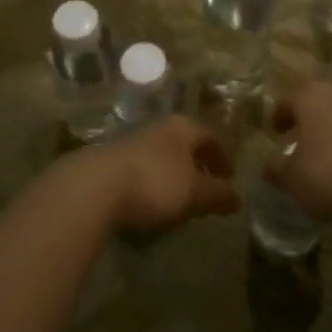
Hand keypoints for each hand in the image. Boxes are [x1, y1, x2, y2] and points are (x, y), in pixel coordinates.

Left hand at [61, 117, 238, 236]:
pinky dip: (151, 182)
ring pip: (161, 155)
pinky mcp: (109, 161)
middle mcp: (157, 128)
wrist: (93, 188)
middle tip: (207, 187)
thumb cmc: (154, 183)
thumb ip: (218, 195)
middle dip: (197, 164)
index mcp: (182, 128)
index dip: (223, 157)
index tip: (230, 177)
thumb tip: (239, 198)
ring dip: (173, 174)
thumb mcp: (194, 193)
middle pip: (184, 143)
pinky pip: (140, 169)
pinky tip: (148, 203)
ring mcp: (130, 142)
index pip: (210, 136)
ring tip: (178, 199)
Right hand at [264, 81, 331, 222]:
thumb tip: (269, 166)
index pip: (289, 100)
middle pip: (319, 100)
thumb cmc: (325, 176)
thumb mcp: (290, 177)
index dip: (279, 116)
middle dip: (309, 116)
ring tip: (326, 149)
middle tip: (300, 136)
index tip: (275, 131)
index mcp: (311, 96)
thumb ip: (276, 168)